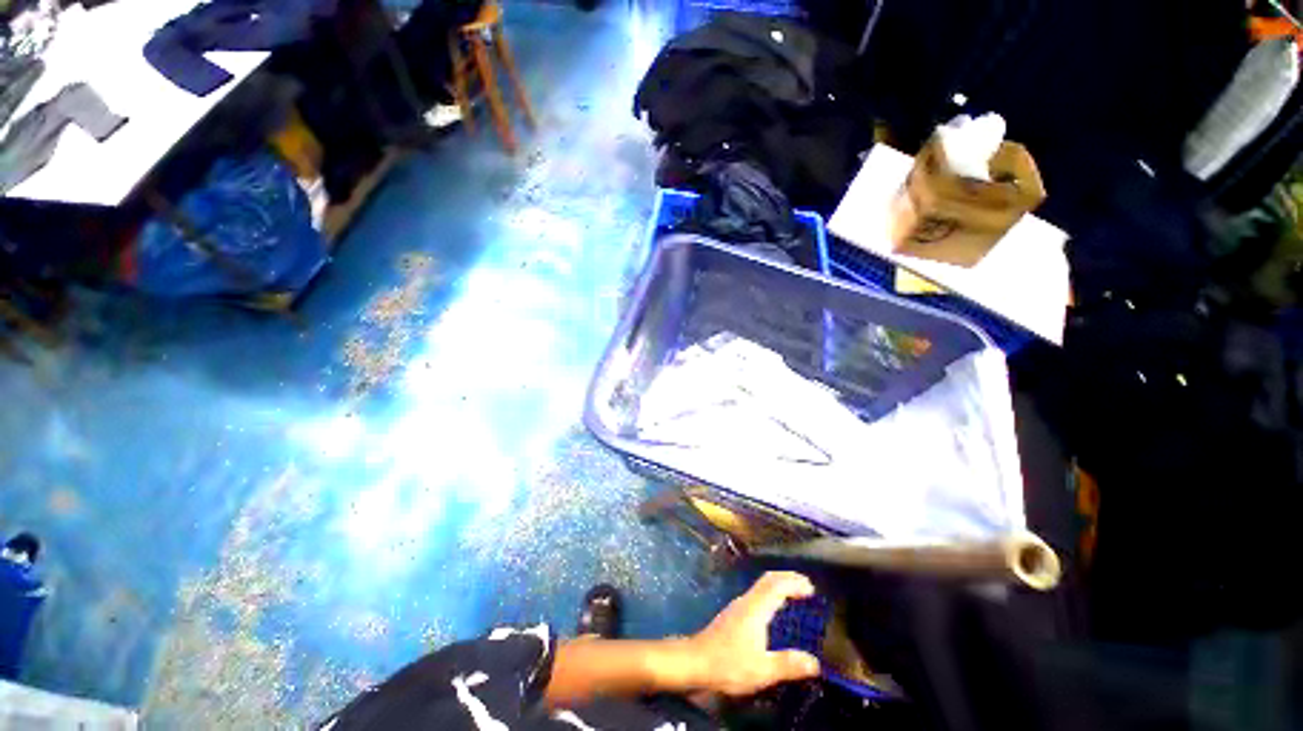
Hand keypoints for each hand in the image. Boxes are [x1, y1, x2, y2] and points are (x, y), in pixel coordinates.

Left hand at [688, 571, 820, 695]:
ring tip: (795, 596)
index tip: (811, 589)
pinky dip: (771, 595)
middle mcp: (746, 601)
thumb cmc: (729, 664)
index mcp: (755, 608)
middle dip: (788, 579)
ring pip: (761, 586)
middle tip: (806, 586)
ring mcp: (738, 606)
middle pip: (768, 580)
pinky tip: (775, 611)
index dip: (794, 583)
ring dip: (779, 586)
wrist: (696, 662)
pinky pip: (757, 595)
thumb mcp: (762, 670)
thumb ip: (788, 665)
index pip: (776, 585)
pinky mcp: (734, 614)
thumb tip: (815, 663)